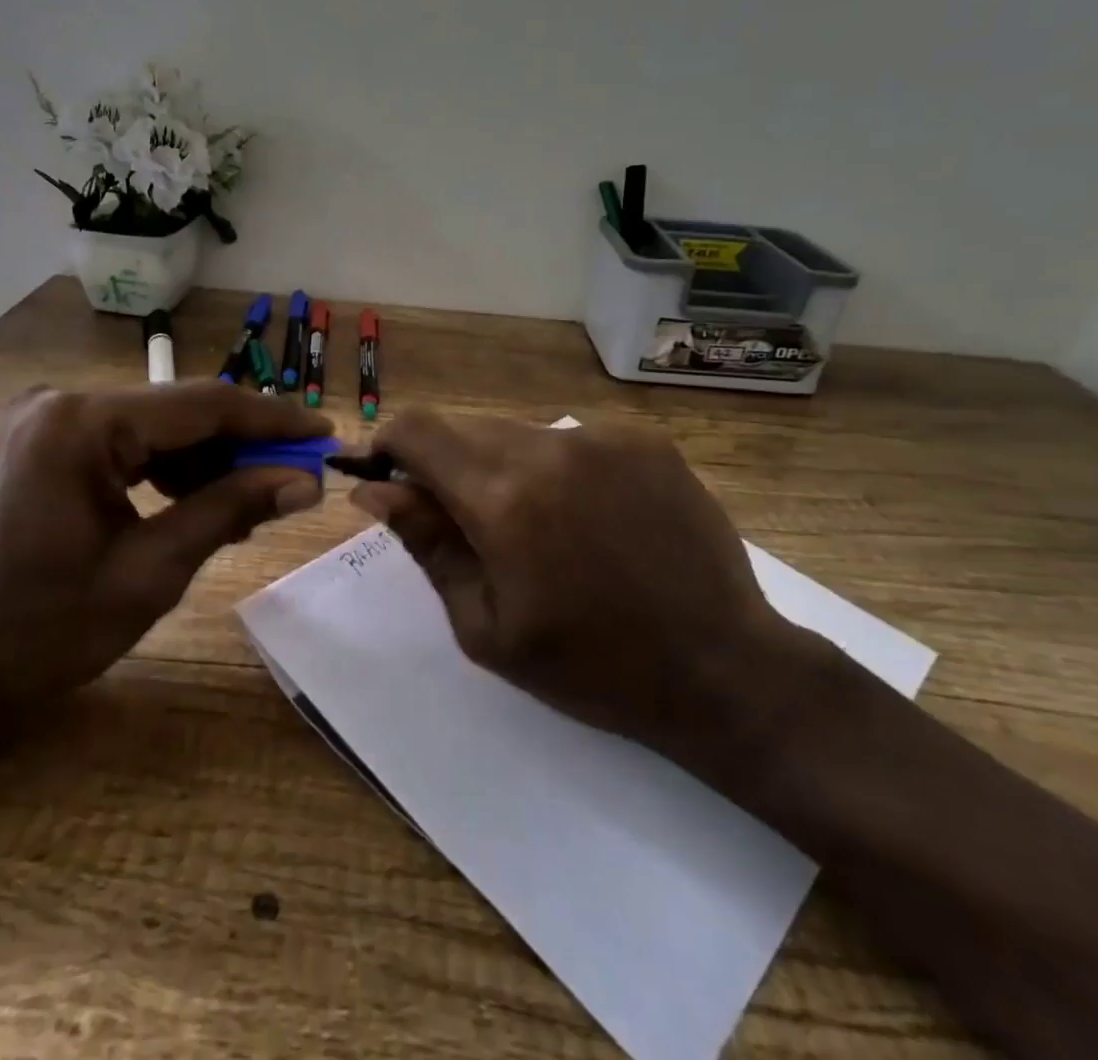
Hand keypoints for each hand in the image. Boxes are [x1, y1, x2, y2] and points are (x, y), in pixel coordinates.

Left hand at [0, 383, 329, 732]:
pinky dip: (170, 470)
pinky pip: (127, 444)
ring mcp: (48, 421)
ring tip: (257, 500)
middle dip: (243, 445)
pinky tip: (202, 501)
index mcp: (81, 424)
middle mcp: (63, 402)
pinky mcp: (44, 443)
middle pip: (180, 412)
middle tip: (299, 477)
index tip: (325, 434)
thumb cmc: (40, 634)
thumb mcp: (149, 574)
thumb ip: (229, 511)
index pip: (202, 406)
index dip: (272, 421)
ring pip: (157, 428)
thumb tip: (304, 482)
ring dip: (209, 460)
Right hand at [349, 412, 827, 789]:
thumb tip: (373, 489)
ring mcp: (605, 437)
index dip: (390, 446)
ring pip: (519, 432)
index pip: (417, 429)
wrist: (723, 669)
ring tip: (539, 529)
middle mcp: (551, 447)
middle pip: (466, 428)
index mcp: (503, 498)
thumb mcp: (486, 625)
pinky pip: (573, 439)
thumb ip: (426, 545)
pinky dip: (559, 468)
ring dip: (504, 467)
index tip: (390, 481)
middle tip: (469, 526)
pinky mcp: (645, 440)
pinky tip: (589, 518)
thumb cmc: (592, 666)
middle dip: (448, 465)